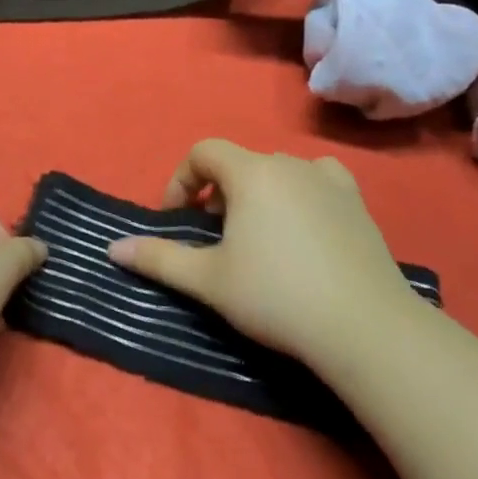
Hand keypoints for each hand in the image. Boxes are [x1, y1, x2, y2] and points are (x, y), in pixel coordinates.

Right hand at [108, 140, 418, 373]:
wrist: (364, 326)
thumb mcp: (208, 280)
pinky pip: (317, 181)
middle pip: (240, 163)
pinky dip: (300, 194)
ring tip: (257, 237)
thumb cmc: (275, 296)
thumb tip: (113, 249)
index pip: (203, 152)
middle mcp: (289, 164)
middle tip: (215, 237)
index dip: (181, 180)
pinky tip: (303, 227)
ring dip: (257, 195)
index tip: (177, 219)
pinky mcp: (357, 202)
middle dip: (218, 193)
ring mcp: (329, 180)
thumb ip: (159, 259)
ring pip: (278, 173)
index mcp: (251, 172)